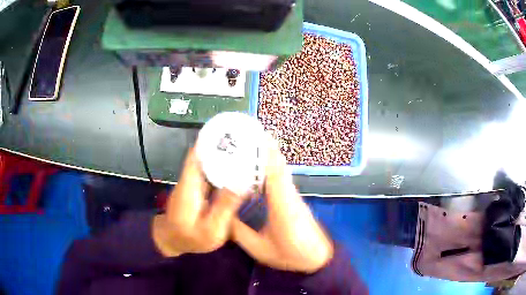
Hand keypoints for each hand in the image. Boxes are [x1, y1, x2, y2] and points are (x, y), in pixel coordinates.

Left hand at [152, 148, 245, 256]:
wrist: (172, 242)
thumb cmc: (190, 239)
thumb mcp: (211, 230)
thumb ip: (224, 207)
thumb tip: (242, 184)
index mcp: (189, 186)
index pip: (197, 154)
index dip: (210, 140)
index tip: (229, 130)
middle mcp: (189, 179)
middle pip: (204, 154)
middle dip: (222, 145)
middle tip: (246, 139)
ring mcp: (192, 183)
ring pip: (207, 162)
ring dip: (223, 155)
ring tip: (245, 149)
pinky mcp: (196, 189)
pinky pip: (210, 173)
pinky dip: (222, 167)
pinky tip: (237, 168)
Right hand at [231, 143, 333, 272]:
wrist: (316, 257)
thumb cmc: (290, 254)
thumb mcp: (259, 248)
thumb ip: (239, 232)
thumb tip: (223, 215)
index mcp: (282, 206)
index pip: (275, 172)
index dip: (267, 152)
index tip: (257, 135)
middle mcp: (289, 195)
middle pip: (278, 165)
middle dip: (264, 148)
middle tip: (245, 136)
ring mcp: (292, 196)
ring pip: (280, 170)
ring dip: (267, 156)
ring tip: (247, 146)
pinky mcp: (293, 199)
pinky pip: (280, 178)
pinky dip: (270, 167)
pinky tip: (257, 168)